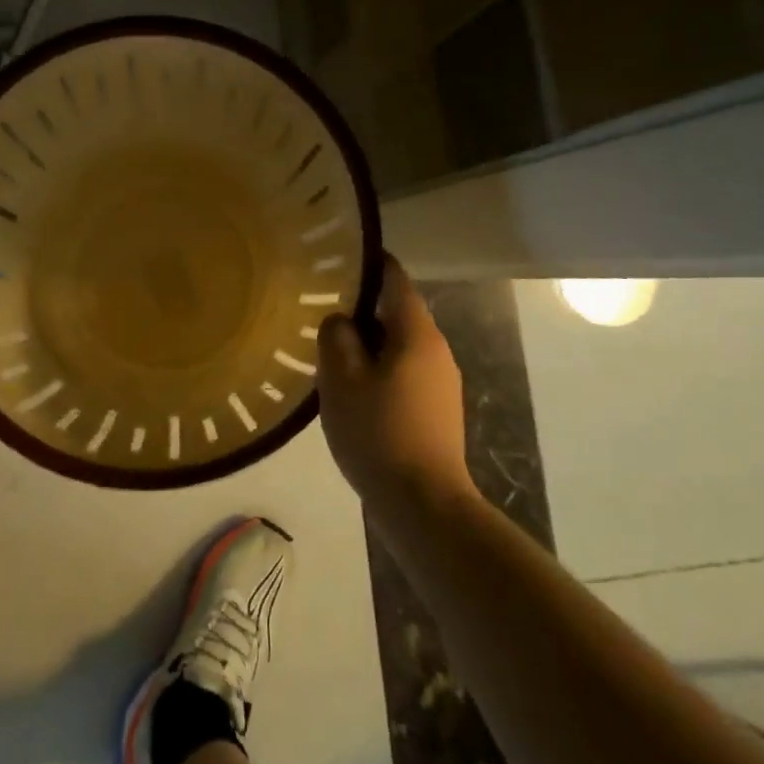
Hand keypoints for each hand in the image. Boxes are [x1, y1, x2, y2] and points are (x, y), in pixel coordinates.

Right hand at [317, 256, 473, 517]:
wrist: (424, 505)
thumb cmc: (379, 432)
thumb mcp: (342, 379)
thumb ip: (336, 337)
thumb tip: (341, 321)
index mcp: (417, 333)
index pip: (395, 279)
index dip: (370, 263)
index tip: (340, 258)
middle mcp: (437, 350)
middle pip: (397, 313)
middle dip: (361, 309)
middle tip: (322, 310)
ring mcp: (442, 383)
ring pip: (399, 346)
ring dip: (368, 344)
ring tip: (331, 352)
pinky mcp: (438, 411)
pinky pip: (404, 373)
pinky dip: (379, 370)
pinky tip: (353, 391)